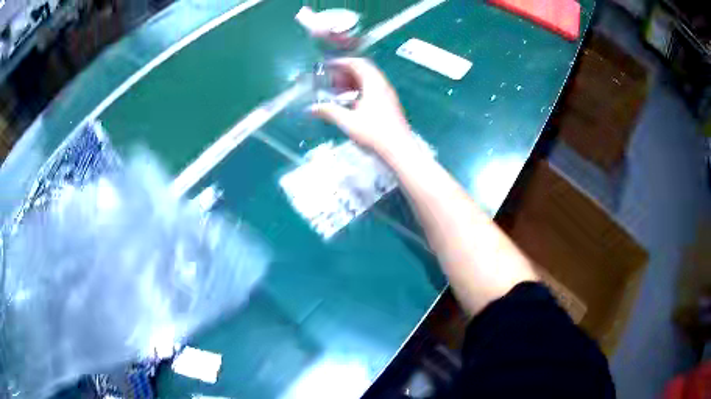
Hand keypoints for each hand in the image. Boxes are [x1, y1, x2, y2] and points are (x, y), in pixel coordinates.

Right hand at [311, 58, 417, 157]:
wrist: (399, 149)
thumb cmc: (374, 133)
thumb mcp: (348, 122)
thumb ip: (329, 112)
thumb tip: (311, 108)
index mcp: (374, 84)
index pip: (358, 63)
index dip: (341, 62)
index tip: (327, 65)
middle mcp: (383, 85)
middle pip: (364, 70)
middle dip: (345, 72)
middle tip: (330, 79)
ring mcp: (388, 94)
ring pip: (368, 80)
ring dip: (352, 81)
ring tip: (337, 90)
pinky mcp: (389, 104)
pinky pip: (372, 89)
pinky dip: (359, 89)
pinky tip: (350, 102)